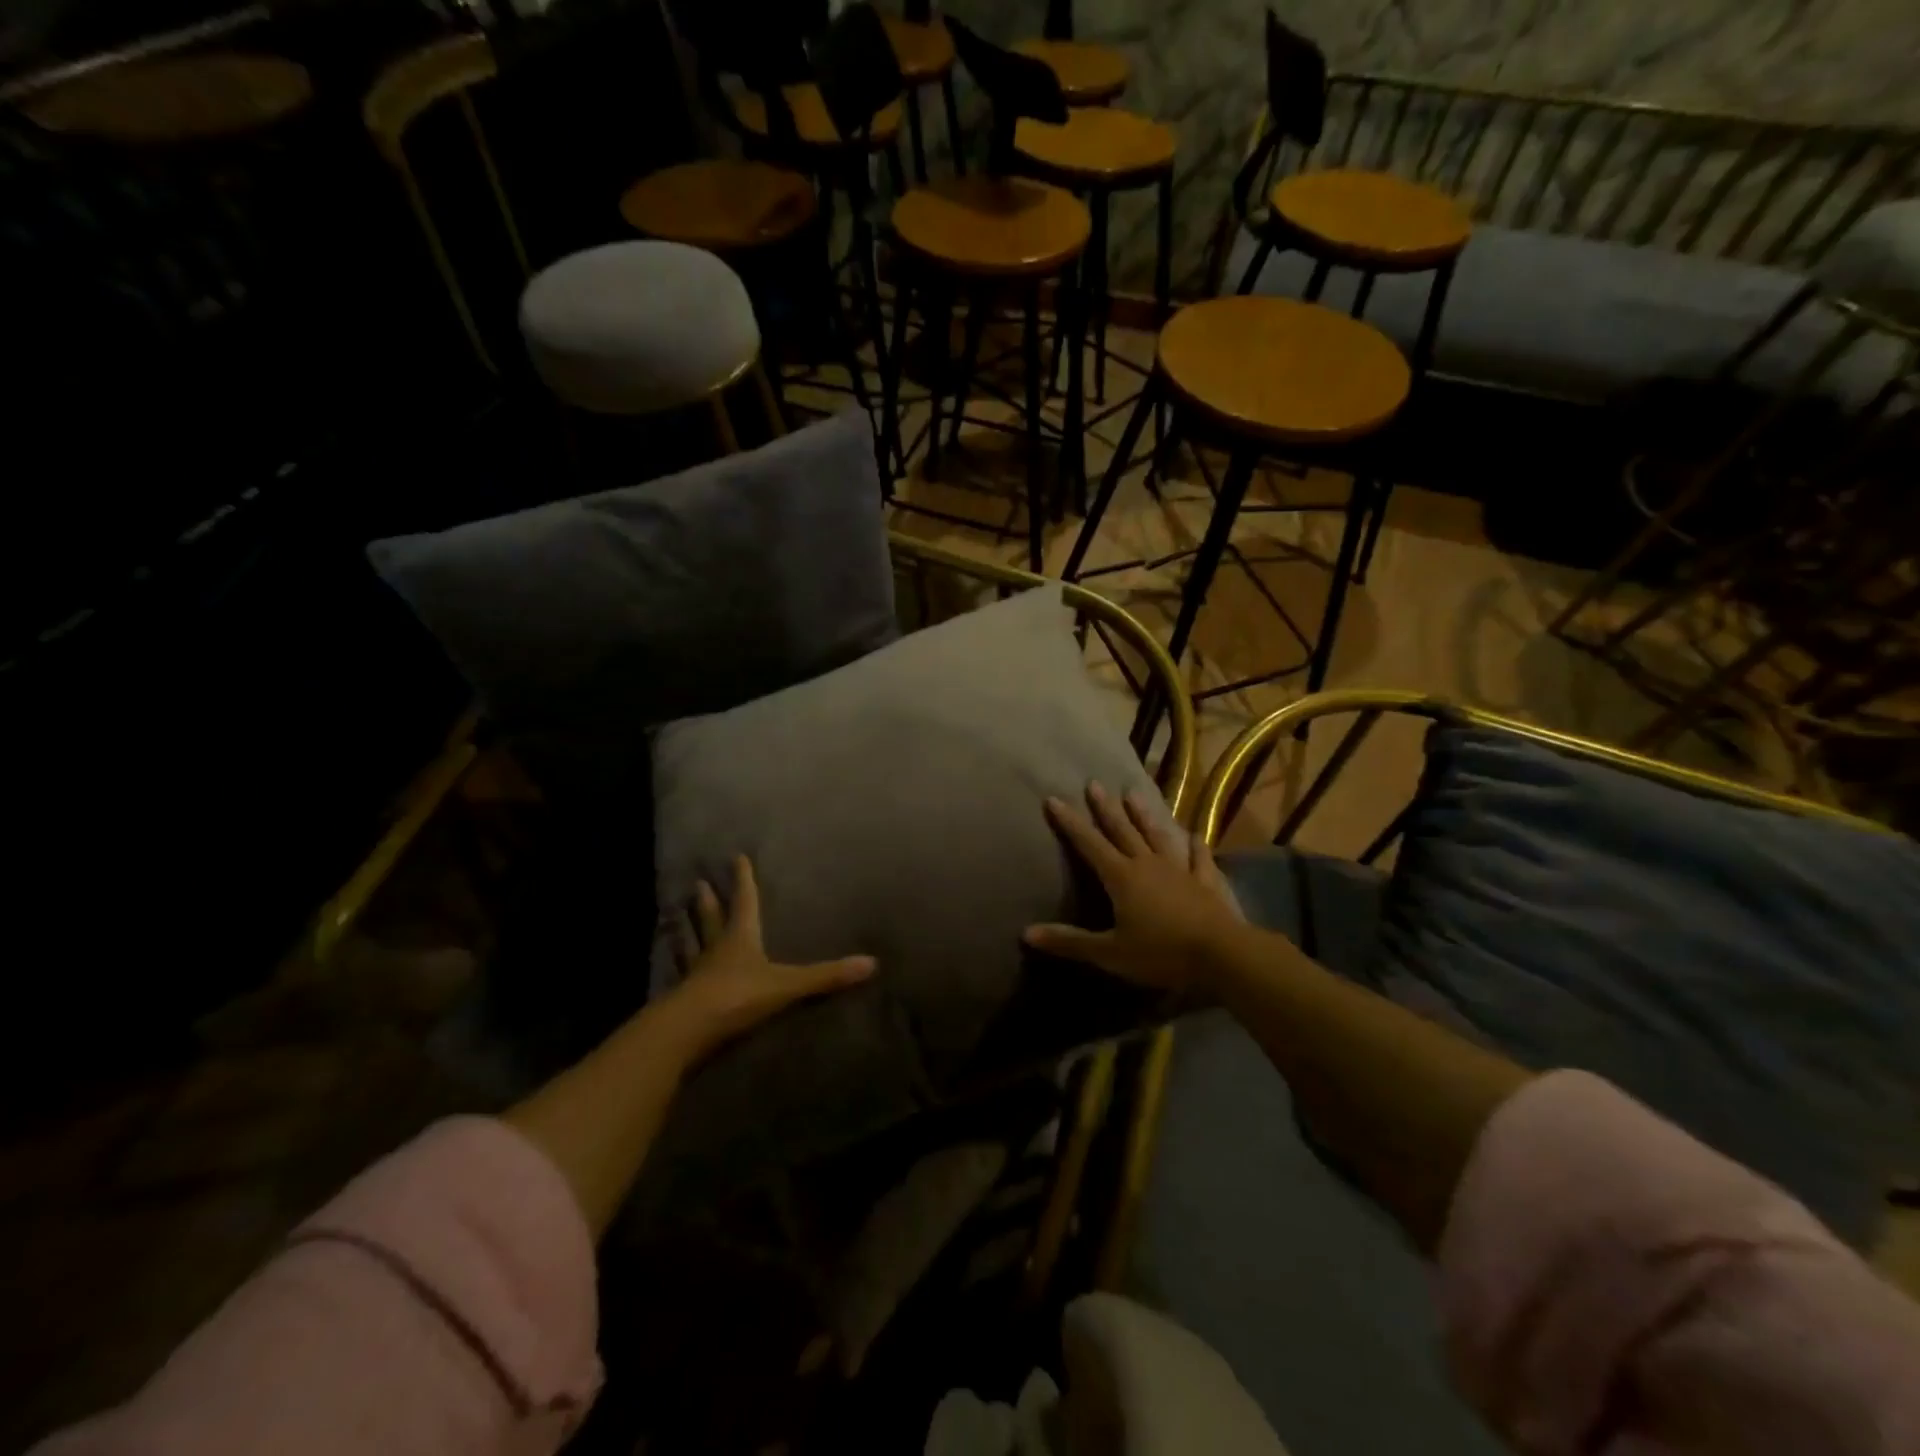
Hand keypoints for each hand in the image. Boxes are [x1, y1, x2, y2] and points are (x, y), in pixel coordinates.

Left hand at [657, 856, 875, 1062]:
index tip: (737, 857)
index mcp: (741, 938)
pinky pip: (682, 977)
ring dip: (686, 931)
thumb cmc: (738, 996)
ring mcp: (695, 975)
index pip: (745, 902)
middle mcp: (716, 950)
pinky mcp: (682, 999)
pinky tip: (672, 969)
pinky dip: (679, 967)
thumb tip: (871, 963)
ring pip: (691, 946)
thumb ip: (825, 976)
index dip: (744, 881)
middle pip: (712, 920)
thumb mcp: (787, 985)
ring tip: (677, 916)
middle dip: (708, 903)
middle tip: (699, 884)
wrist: (688, 1031)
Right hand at [1024, 783, 1240, 992]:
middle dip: (1106, 808)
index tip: (1054, 798)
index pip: (1089, 844)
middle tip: (1094, 784)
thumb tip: (1026, 933)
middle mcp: (1148, 864)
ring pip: (1158, 836)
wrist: (1221, 954)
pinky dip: (1195, 846)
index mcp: (1121, 877)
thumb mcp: (1110, 953)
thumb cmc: (1161, 953)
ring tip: (1134, 794)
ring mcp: (1180, 870)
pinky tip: (1194, 836)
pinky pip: (1199, 859)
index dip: (1070, 823)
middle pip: (1123, 830)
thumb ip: (1070, 942)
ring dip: (1144, 815)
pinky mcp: (1206, 882)